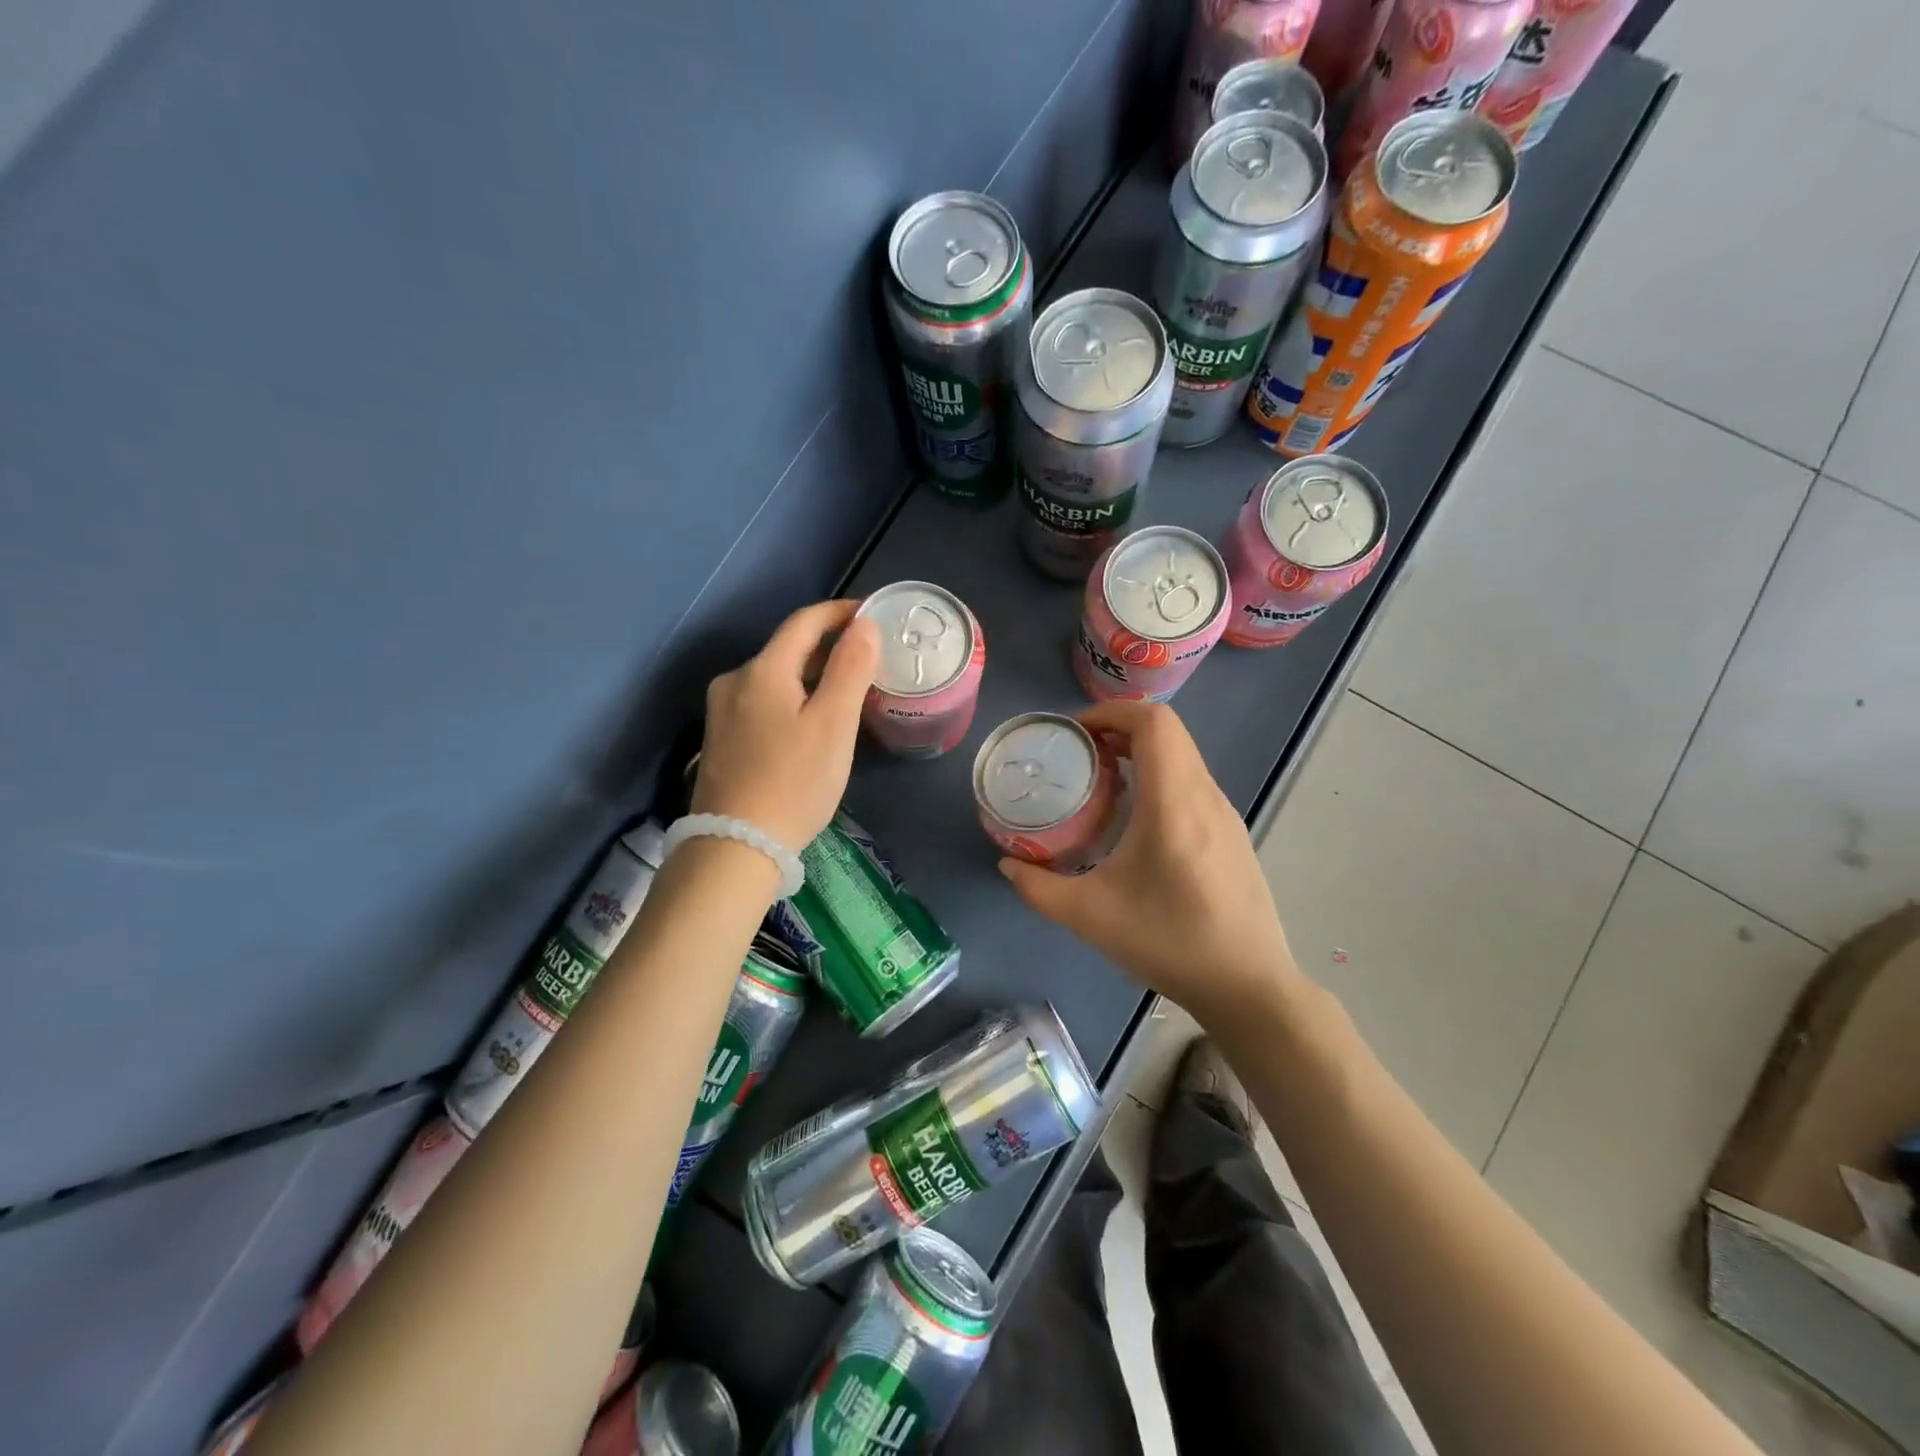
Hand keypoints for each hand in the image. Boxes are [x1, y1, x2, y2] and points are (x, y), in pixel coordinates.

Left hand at [692, 601, 879, 851]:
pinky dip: (794, 699)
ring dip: (812, 675)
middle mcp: (735, 681)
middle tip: (870, 659)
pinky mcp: (722, 739)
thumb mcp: (834, 724)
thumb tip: (864, 625)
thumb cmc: (794, 782)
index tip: (873, 614)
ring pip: (776, 678)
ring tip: (848, 690)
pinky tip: (812, 721)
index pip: (805, 621)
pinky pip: (764, 702)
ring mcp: (723, 711)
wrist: (735, 847)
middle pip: (788, 649)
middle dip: (829, 647)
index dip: (841, 612)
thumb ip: (851, 668)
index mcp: (762, 670)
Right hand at [998, 701, 1300, 1024]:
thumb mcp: (1090, 916)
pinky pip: (1192, 783)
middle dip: (1119, 729)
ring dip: (1140, 754)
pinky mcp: (1232, 834)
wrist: (1248, 986)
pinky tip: (1135, 822)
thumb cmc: (1169, 942)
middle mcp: (1205, 796)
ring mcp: (1225, 814)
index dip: (1112, 712)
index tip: (1076, 734)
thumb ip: (1039, 888)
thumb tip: (1009, 865)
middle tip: (1079, 756)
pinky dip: (1159, 778)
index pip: (1155, 722)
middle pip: (1168, 733)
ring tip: (1101, 784)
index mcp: (1174, 802)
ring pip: (1182, 757)